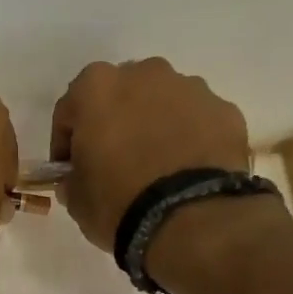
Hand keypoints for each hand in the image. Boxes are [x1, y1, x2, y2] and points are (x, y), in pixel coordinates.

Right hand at [49, 58, 253, 250]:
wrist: (189, 219)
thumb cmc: (118, 203)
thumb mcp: (77, 199)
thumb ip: (72, 178)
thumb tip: (78, 177)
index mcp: (98, 87)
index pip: (70, 111)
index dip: (66, 143)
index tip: (70, 171)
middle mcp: (146, 74)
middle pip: (121, 96)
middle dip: (116, 124)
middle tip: (115, 164)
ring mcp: (191, 88)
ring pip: (163, 104)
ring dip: (155, 127)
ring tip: (157, 170)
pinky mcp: (226, 111)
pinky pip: (197, 123)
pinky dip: (190, 140)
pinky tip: (186, 173)